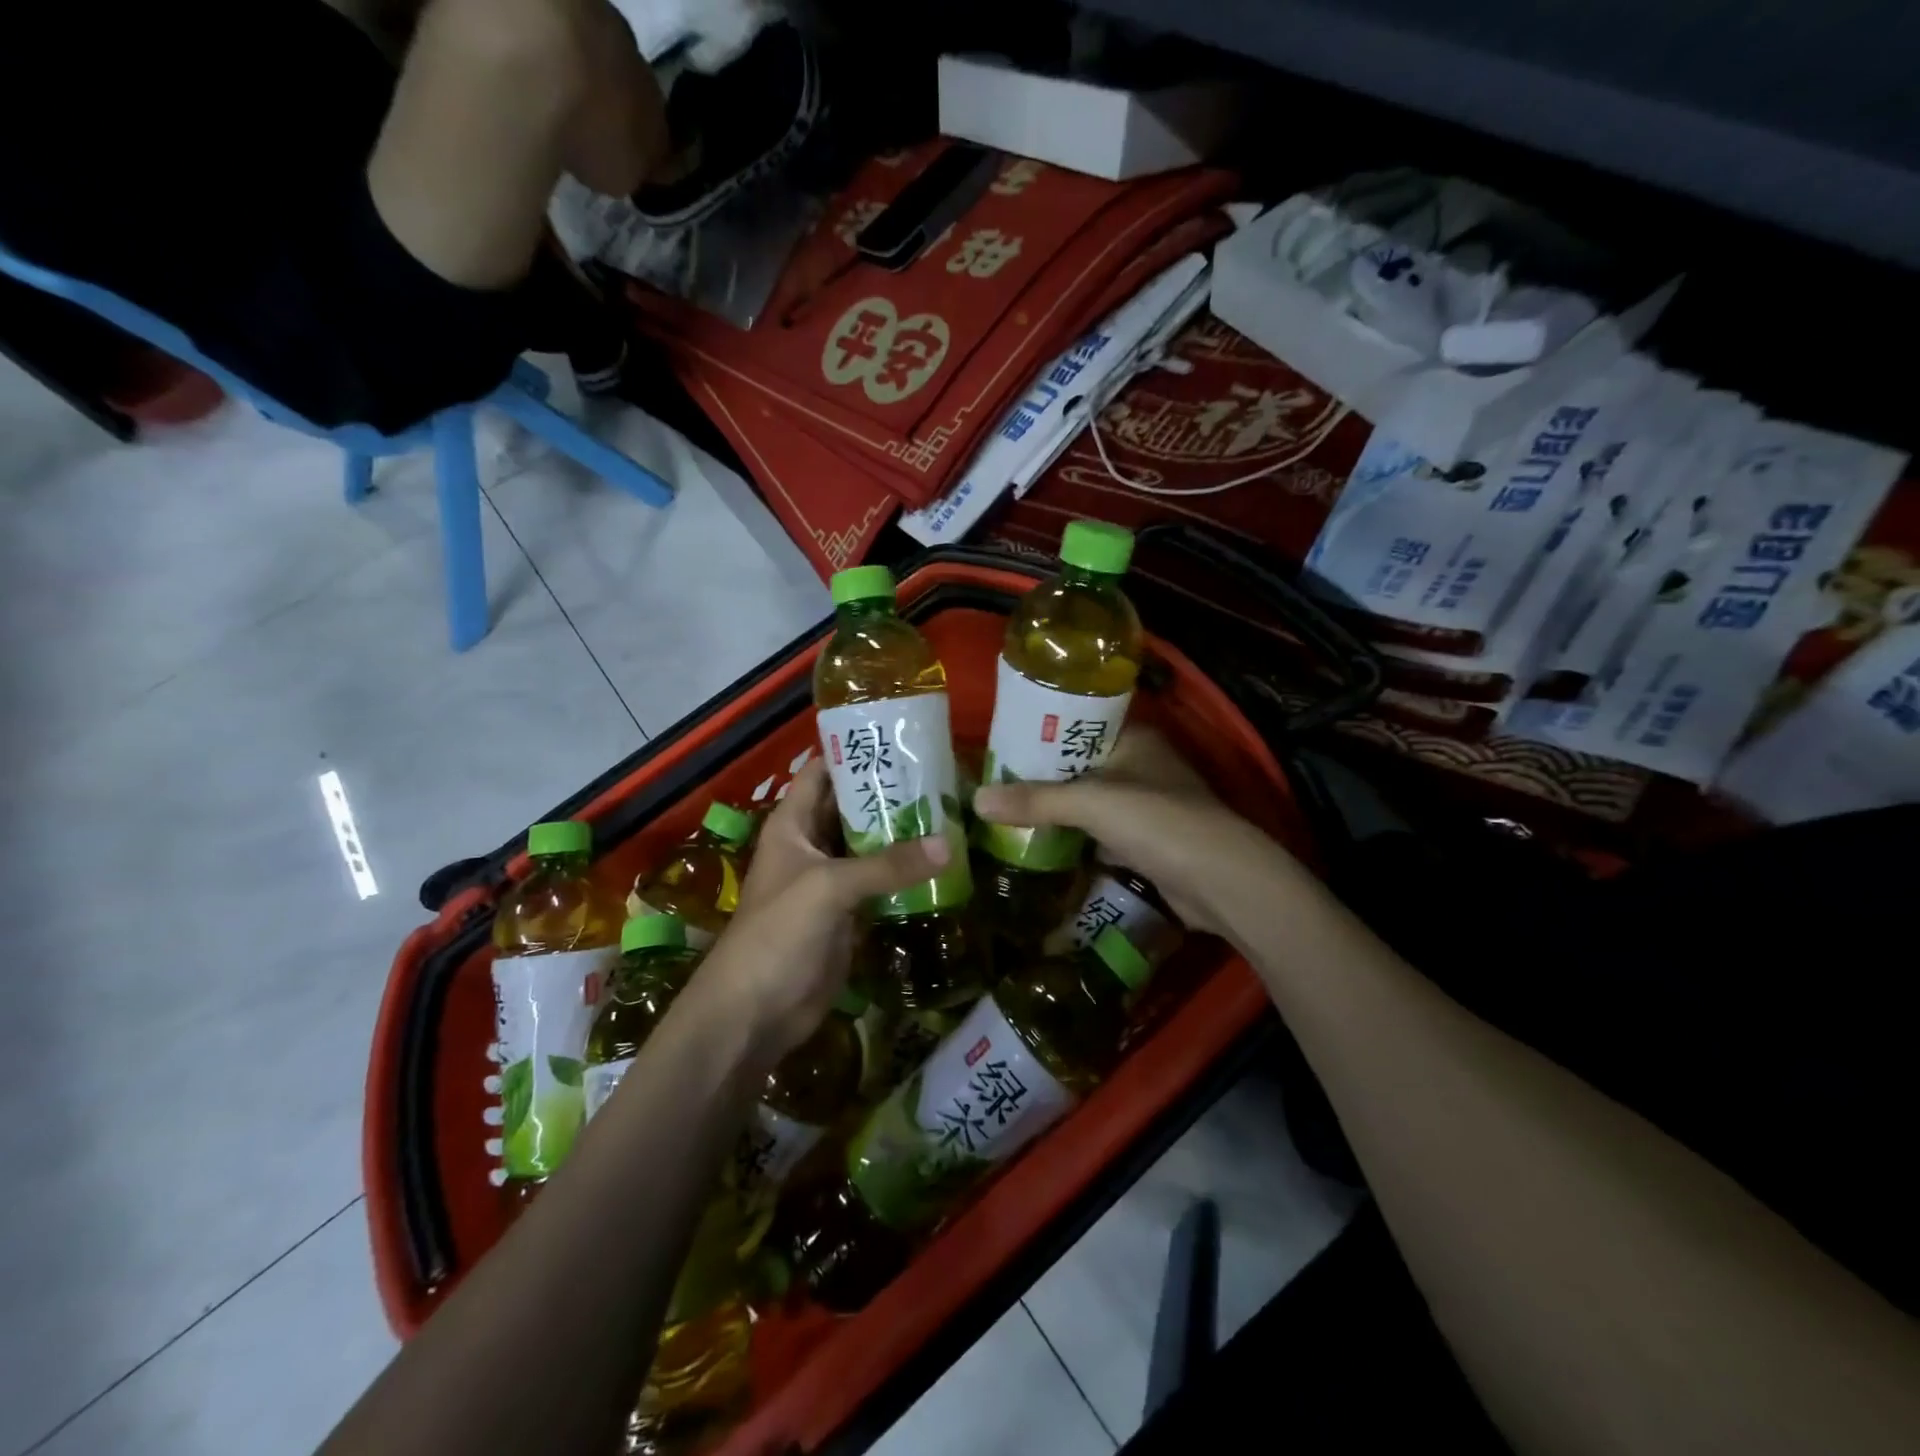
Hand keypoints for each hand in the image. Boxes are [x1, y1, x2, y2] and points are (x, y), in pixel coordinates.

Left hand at [687, 759, 944, 1066]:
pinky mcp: (846, 913)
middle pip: (851, 807)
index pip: (823, 771)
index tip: (902, 738)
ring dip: (902, 833)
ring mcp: (830, 880)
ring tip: (951, 812)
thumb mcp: (829, 888)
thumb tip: (949, 844)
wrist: (754, 1012)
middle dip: (890, 793)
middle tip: (943, 777)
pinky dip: (904, 873)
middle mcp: (811, 844)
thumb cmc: (777, 934)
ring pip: (869, 845)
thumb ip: (887, 865)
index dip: (855, 752)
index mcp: (793, 824)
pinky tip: (941, 861)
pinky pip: (879, 882)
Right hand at [973, 726, 1286, 937]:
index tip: (998, 746)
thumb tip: (977, 800)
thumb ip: (1035, 801)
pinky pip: (1099, 834)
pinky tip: (1038, 844)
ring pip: (1088, 802)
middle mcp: (1140, 765)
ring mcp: (1146, 805)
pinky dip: (1074, 839)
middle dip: (1040, 778)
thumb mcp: (1091, 803)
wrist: (1219, 881)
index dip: (1039, 734)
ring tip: (1005, 812)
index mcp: (1134, 738)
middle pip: (1078, 766)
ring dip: (1056, 811)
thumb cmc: (1157, 821)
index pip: (1077, 725)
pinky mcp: (1146, 842)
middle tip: (992, 784)